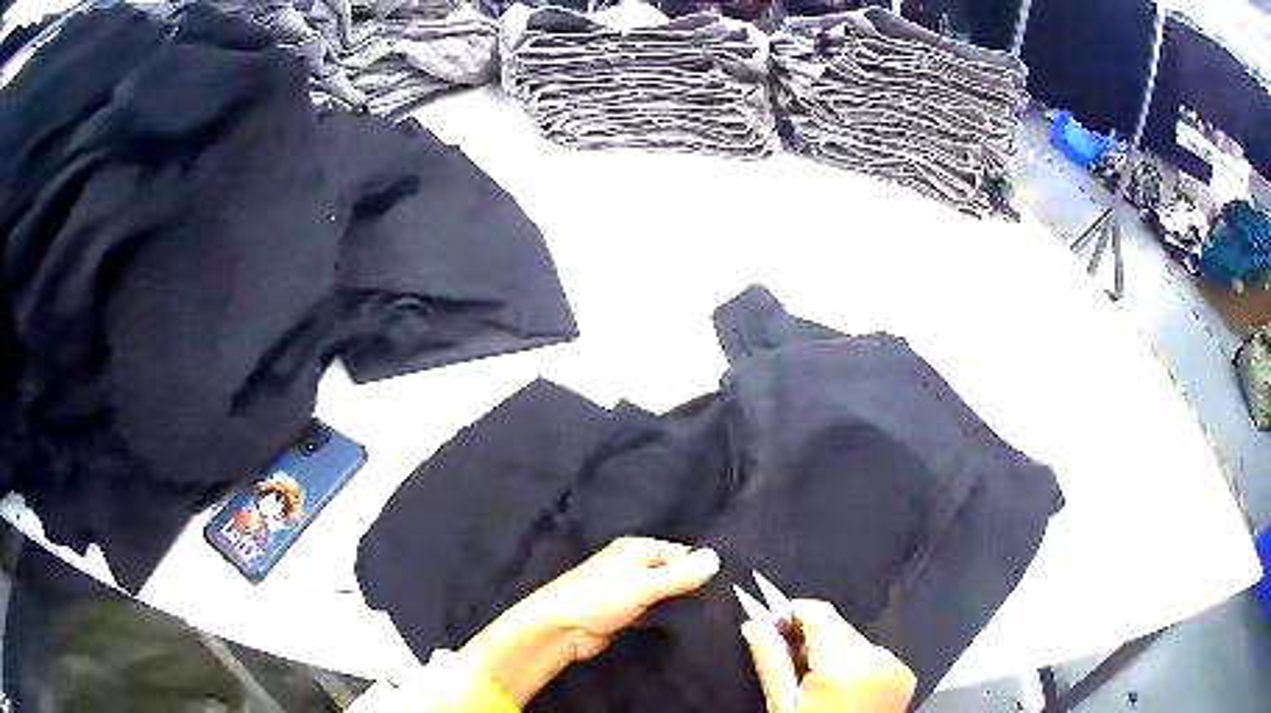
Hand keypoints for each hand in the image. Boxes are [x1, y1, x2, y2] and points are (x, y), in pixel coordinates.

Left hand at [461, 537, 720, 705]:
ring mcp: (630, 593)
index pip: (680, 552)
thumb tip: (717, 558)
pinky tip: (691, 626)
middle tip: (728, 600)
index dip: (702, 565)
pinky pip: (656, 613)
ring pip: (666, 594)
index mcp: (635, 549)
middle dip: (694, 585)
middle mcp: (634, 567)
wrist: (560, 631)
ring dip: (683, 602)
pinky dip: (669, 617)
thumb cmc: (598, 599)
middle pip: (673, 573)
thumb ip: (680, 575)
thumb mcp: (643, 584)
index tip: (731, 580)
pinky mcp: (627, 616)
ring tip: (718, 614)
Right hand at [743, 599, 915, 712]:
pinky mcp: (904, 676)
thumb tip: (755, 626)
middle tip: (787, 659)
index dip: (790, 613)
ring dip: (832, 651)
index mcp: (843, 664)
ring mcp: (894, 667)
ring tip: (814, 681)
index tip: (772, 623)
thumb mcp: (783, 705)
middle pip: (836, 626)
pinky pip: (874, 656)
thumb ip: (770, 661)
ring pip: (854, 640)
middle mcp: (876, 658)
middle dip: (809, 637)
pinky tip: (840, 688)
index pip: (817, 611)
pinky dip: (855, 664)